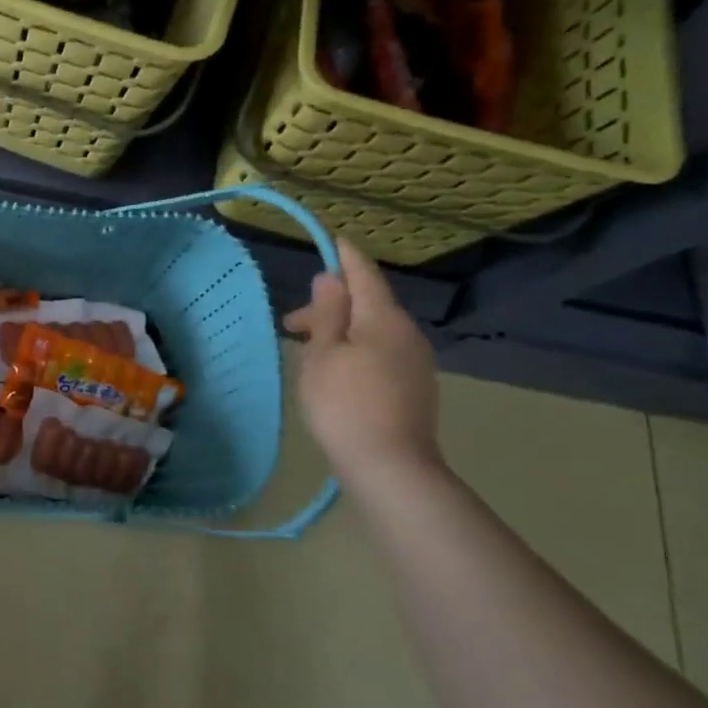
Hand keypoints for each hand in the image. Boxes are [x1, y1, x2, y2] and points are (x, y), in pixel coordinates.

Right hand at [283, 237, 442, 480]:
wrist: (391, 467)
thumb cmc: (345, 404)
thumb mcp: (323, 354)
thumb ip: (327, 313)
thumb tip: (330, 278)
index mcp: (383, 318)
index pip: (363, 274)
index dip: (344, 256)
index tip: (330, 239)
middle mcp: (407, 333)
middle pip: (367, 304)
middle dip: (331, 306)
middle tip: (291, 326)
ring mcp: (416, 362)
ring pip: (373, 331)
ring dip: (340, 331)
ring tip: (307, 352)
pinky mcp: (415, 388)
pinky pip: (381, 353)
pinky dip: (355, 350)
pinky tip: (335, 372)